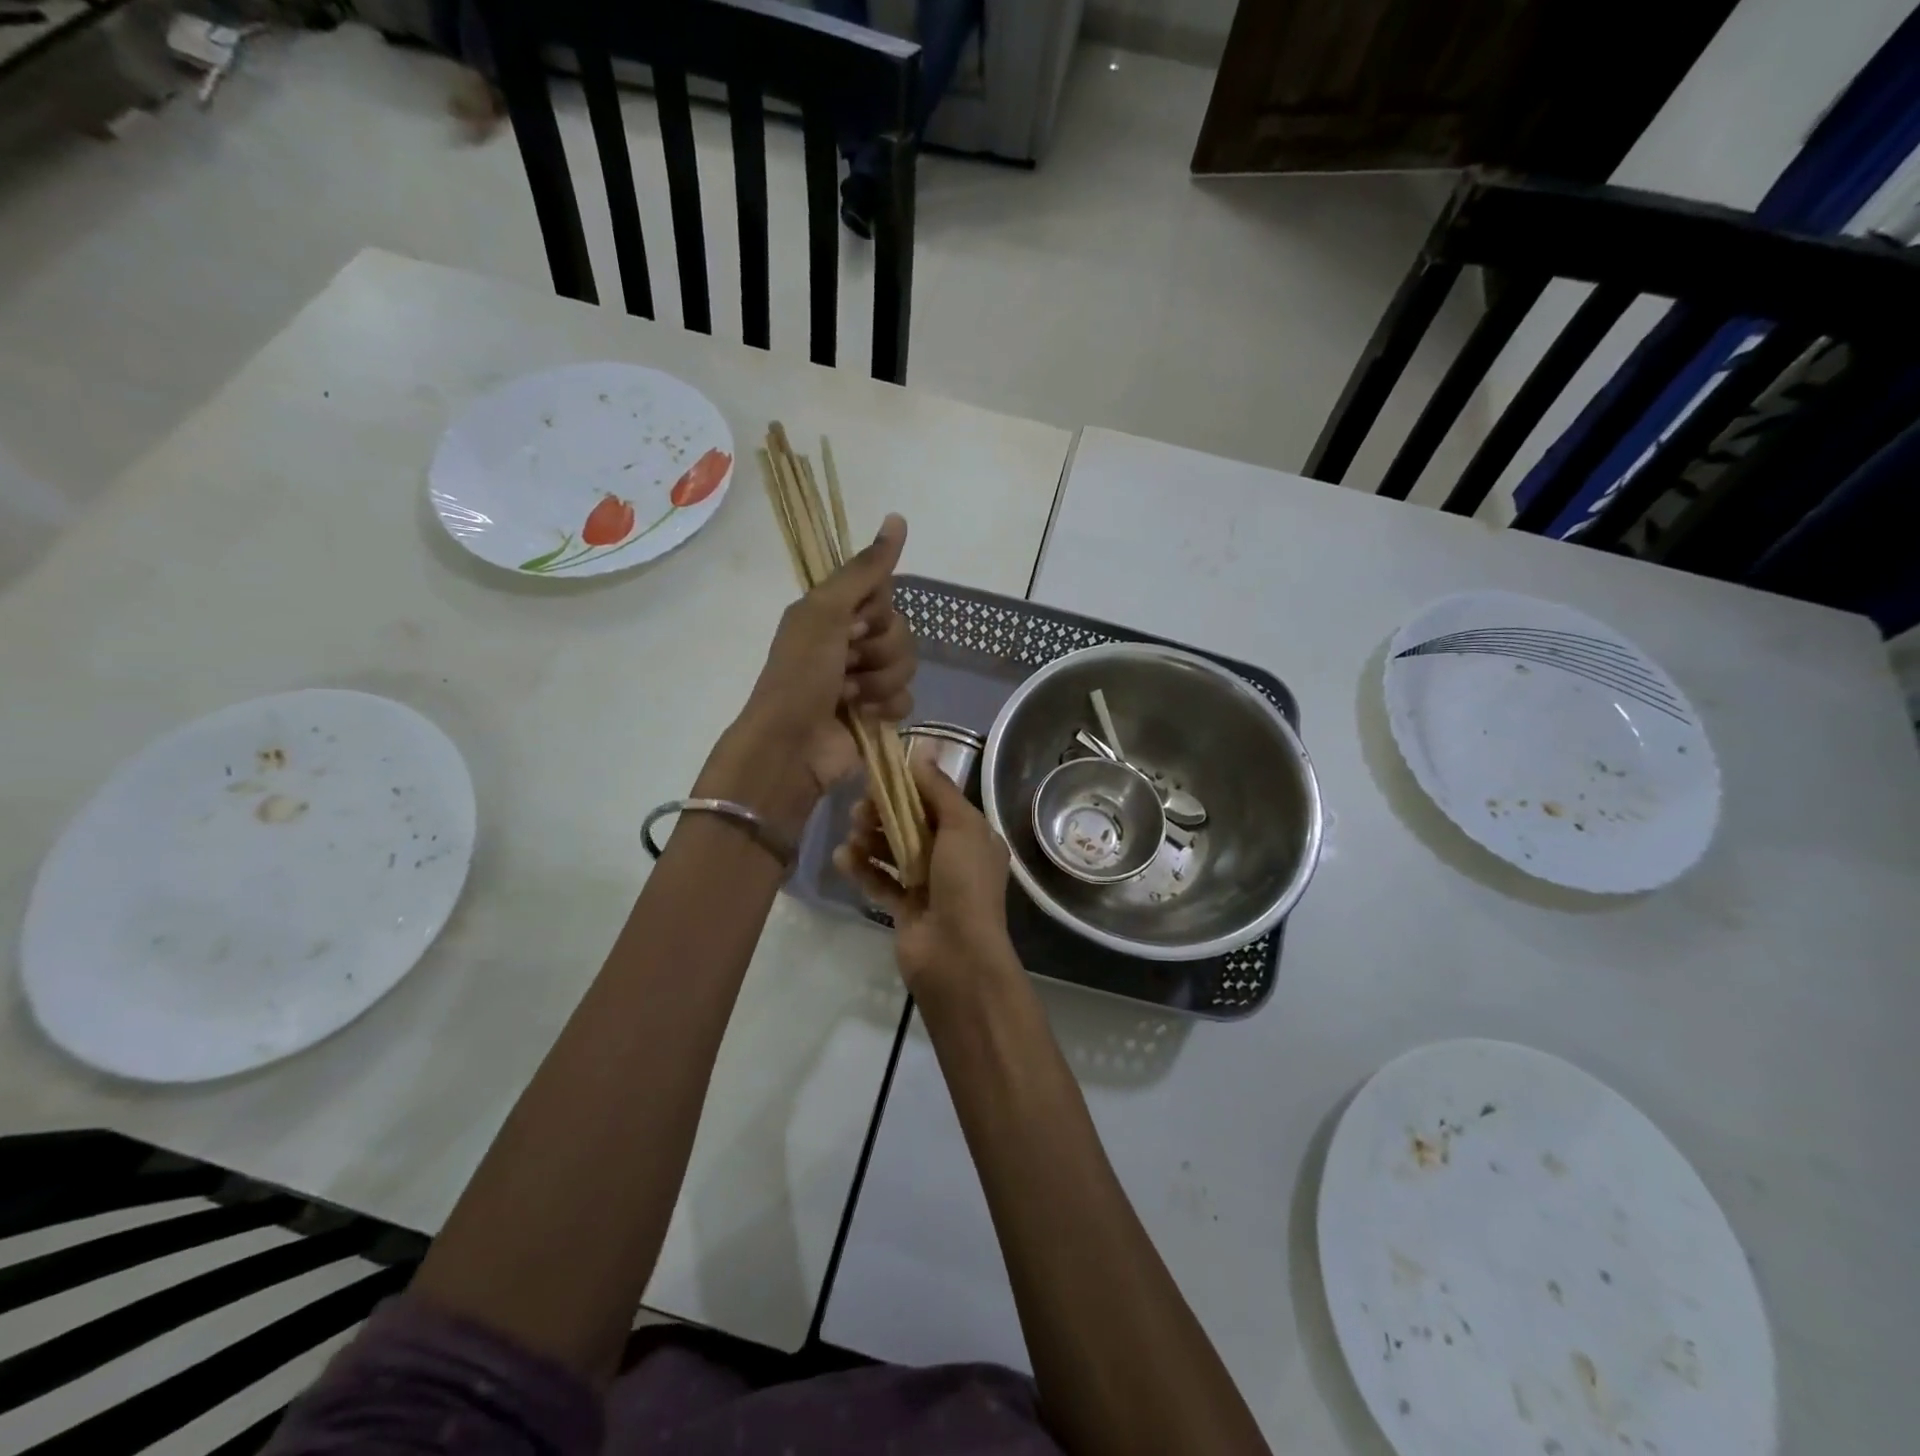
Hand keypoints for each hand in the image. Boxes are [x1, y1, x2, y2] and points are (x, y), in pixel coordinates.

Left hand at [701, 516, 913, 836]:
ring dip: (880, 681)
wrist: (793, 743)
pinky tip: (864, 716)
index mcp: (834, 613)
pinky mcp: (878, 713)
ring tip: (850, 696)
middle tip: (848, 664)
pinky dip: (886, 708)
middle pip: (901, 631)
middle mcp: (850, 641)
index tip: (853, 623)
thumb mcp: (826, 612)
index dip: (875, 611)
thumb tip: (898, 518)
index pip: (884, 595)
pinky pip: (908, 699)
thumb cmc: (802, 673)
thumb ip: (865, 570)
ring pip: (907, 665)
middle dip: (879, 650)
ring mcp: (866, 679)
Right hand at [834, 758, 1019, 1000]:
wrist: (957, 957)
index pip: (938, 802)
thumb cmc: (965, 884)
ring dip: (871, 839)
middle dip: (884, 814)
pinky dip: (863, 869)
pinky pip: (881, 881)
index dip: (910, 787)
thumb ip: (939, 790)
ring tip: (851, 834)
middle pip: (912, 824)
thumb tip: (922, 752)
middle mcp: (953, 857)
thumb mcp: (961, 827)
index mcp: (973, 836)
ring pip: (894, 851)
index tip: (879, 776)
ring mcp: (929, 884)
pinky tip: (842, 858)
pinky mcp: (906, 908)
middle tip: (859, 810)